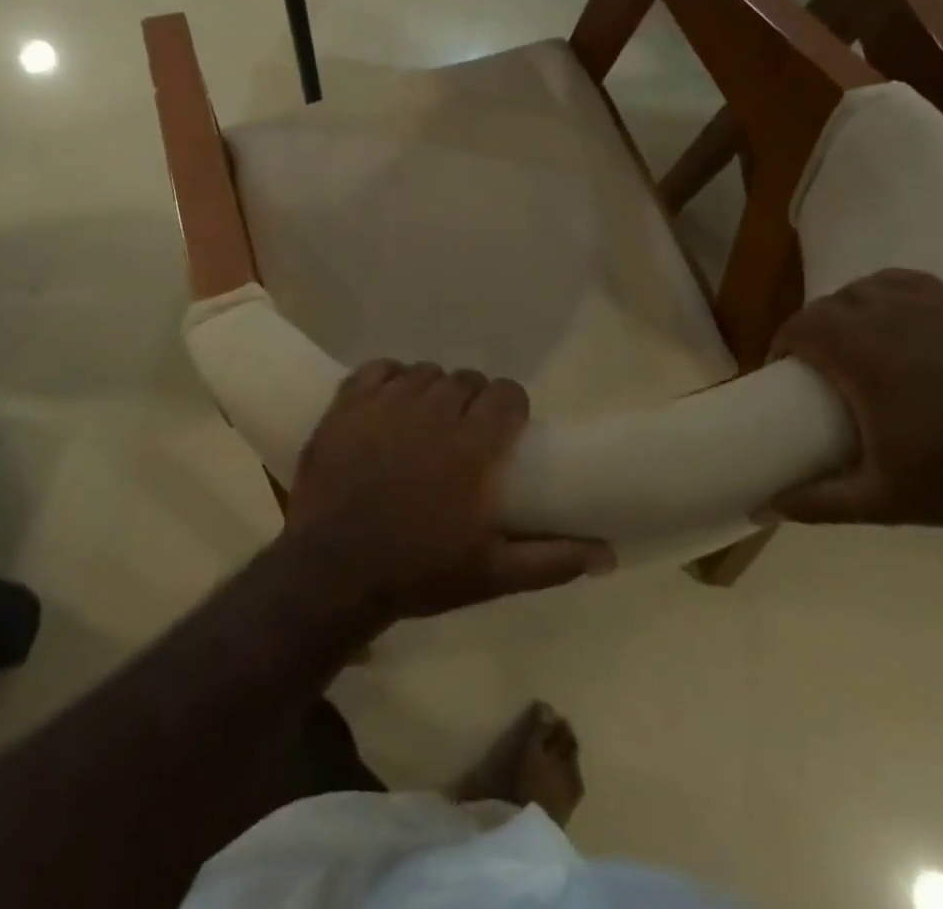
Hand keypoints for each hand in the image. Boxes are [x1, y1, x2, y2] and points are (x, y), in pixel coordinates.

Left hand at [284, 361, 615, 620]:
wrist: (333, 571)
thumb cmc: (418, 571)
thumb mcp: (492, 574)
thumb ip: (552, 558)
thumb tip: (609, 554)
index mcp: (473, 446)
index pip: (507, 393)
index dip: (510, 405)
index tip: (505, 427)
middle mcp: (434, 412)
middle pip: (467, 380)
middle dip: (473, 399)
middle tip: (464, 431)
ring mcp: (388, 403)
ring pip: (425, 371)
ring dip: (432, 390)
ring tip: (425, 419)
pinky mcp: (349, 403)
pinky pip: (378, 368)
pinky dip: (389, 378)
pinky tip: (390, 402)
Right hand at [766, 270, 942, 527]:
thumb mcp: (879, 499)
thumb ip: (818, 501)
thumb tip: (763, 508)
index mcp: (861, 354)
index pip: (800, 326)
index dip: (783, 343)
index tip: (783, 370)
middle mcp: (891, 318)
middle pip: (832, 303)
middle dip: (815, 327)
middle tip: (818, 361)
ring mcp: (935, 308)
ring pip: (872, 287)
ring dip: (853, 306)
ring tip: (857, 335)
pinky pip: (916, 284)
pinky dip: (896, 293)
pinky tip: (901, 316)